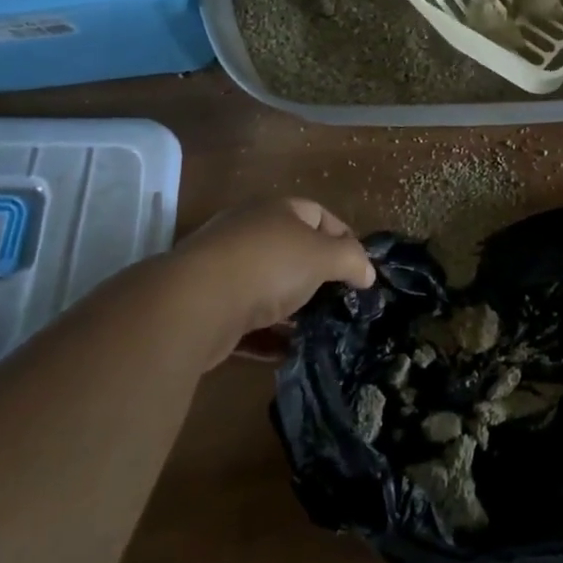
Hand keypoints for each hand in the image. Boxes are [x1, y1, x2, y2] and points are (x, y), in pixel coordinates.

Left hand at [170, 198, 374, 361]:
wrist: (193, 304)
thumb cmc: (268, 266)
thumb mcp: (323, 256)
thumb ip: (351, 259)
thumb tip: (368, 271)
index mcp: (277, 210)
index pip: (319, 215)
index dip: (344, 238)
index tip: (360, 269)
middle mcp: (248, 232)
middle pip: (292, 250)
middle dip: (317, 276)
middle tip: (341, 300)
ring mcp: (224, 269)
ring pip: (268, 286)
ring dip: (292, 308)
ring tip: (319, 329)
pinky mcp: (208, 306)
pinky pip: (247, 320)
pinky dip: (268, 335)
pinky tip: (287, 352)